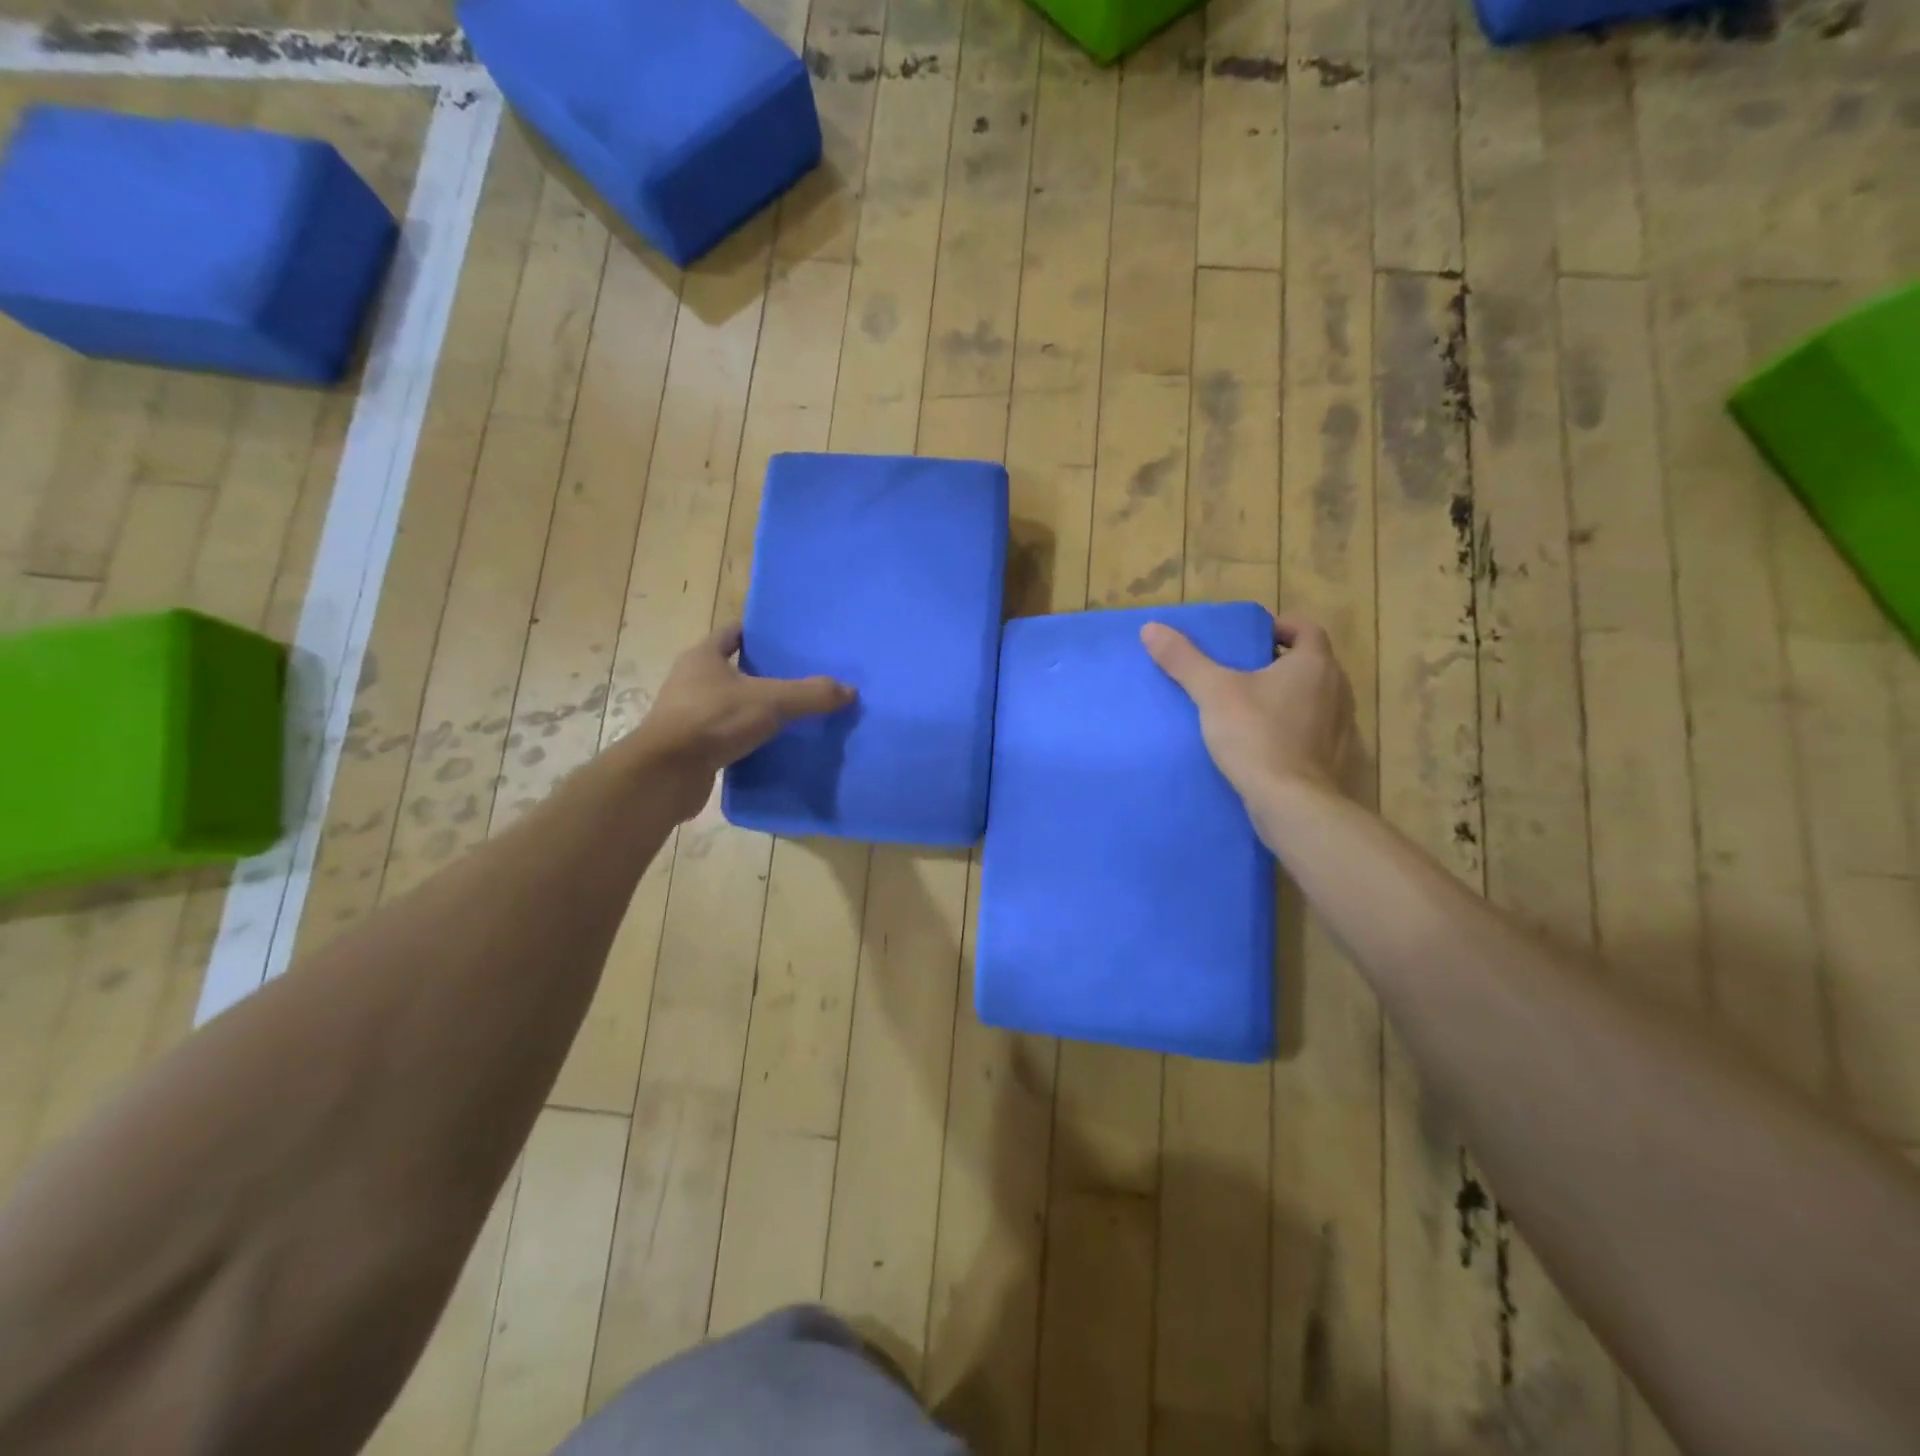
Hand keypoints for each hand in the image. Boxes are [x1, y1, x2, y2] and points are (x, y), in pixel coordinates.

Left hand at [633, 624, 854, 814]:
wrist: (666, 773)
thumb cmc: (714, 720)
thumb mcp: (771, 702)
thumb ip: (811, 694)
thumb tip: (850, 690)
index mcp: (703, 657)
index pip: (732, 633)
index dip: (757, 634)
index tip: (787, 641)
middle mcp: (691, 680)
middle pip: (731, 669)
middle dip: (761, 674)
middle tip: (799, 678)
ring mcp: (688, 714)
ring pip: (728, 704)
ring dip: (753, 708)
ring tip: (791, 714)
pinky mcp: (690, 746)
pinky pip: (725, 735)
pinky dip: (745, 738)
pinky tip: (771, 746)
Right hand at [1141, 615, 1357, 801]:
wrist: (1293, 804)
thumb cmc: (1257, 736)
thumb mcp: (1213, 693)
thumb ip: (1184, 660)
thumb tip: (1151, 628)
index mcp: (1314, 664)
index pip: (1305, 628)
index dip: (1280, 627)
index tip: (1253, 638)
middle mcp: (1338, 688)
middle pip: (1311, 663)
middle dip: (1280, 663)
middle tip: (1244, 673)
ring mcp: (1343, 726)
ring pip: (1316, 698)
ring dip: (1290, 697)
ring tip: (1254, 709)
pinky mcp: (1338, 758)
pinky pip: (1317, 731)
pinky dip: (1297, 730)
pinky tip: (1270, 744)